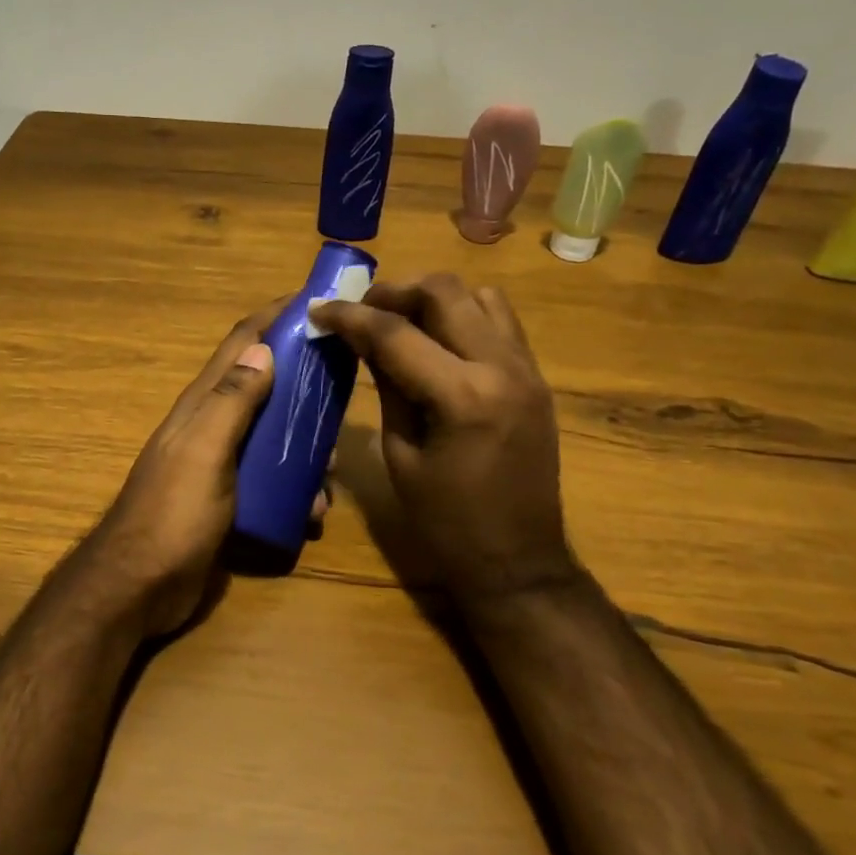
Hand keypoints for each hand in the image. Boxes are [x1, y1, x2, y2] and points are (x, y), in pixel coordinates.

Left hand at [71, 298, 328, 640]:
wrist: (140, 588)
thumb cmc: (173, 515)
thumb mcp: (204, 452)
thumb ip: (231, 401)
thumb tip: (264, 347)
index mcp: (203, 405)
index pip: (241, 344)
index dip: (274, 316)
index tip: (317, 301)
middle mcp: (213, 425)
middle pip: (265, 386)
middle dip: (305, 383)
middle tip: (347, 388)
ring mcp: (221, 463)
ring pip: (274, 437)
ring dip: (306, 445)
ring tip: (334, 470)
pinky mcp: (230, 499)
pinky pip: (272, 479)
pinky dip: (296, 486)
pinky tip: (314, 509)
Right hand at [311, 274, 575, 610]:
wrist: (519, 562)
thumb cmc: (446, 522)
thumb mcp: (400, 454)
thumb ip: (386, 386)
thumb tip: (362, 340)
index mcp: (462, 397)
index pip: (395, 333)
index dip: (349, 315)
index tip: (318, 308)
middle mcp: (502, 368)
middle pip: (444, 292)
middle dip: (394, 292)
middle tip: (362, 311)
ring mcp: (527, 369)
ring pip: (479, 295)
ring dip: (434, 299)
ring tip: (401, 321)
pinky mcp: (536, 378)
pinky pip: (500, 322)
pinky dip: (464, 316)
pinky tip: (438, 341)